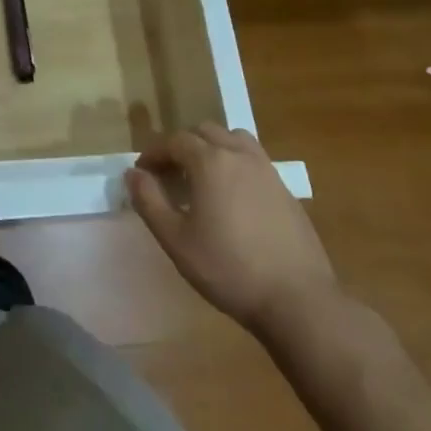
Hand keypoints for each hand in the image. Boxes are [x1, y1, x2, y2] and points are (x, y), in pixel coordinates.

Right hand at [126, 126, 339, 349]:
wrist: (297, 299)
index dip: (154, 153)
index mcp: (210, 161)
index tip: (142, 172)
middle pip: (204, 131)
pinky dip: (235, 163)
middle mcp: (239, 154)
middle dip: (182, 146)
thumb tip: (133, 174)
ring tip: (202, 176)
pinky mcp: (285, 189)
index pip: (174, 141)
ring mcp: (267, 170)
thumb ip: (149, 201)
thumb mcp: (176, 240)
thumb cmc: (228, 269)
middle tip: (169, 174)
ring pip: (233, 139)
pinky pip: (253, 159)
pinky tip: (232, 196)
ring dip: (212, 147)